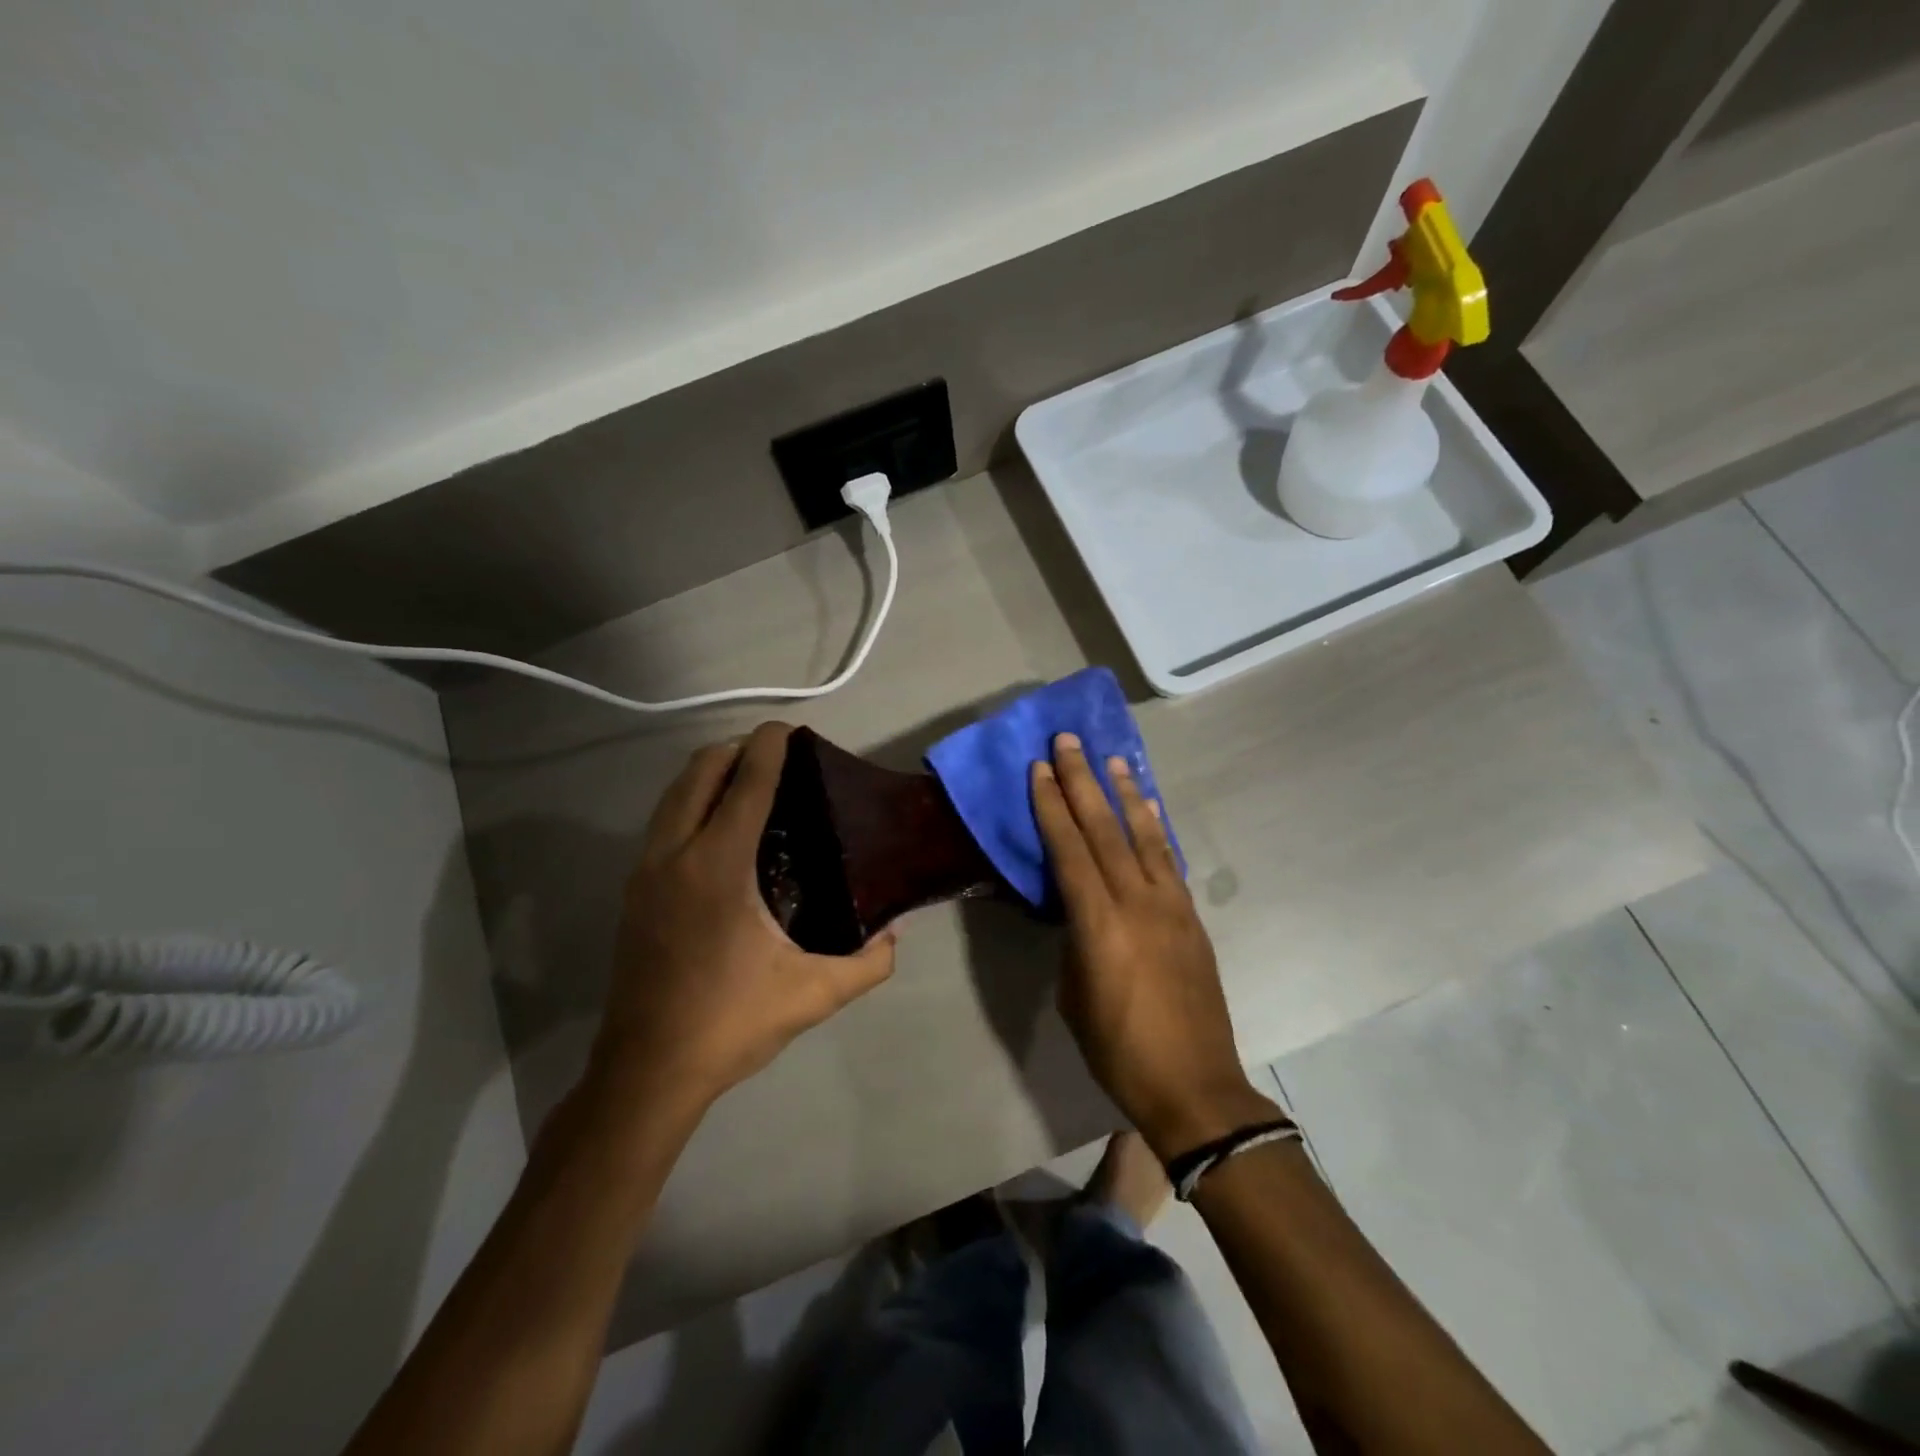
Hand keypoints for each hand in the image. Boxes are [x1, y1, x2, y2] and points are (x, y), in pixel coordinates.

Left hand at [588, 722, 895, 1118]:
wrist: (647, 1070)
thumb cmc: (730, 1022)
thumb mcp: (813, 994)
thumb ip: (867, 962)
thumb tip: (894, 934)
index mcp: (717, 865)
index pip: (746, 782)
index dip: (770, 746)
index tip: (791, 729)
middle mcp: (675, 854)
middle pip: (699, 771)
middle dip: (737, 750)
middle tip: (777, 758)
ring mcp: (645, 871)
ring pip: (673, 794)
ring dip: (709, 774)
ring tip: (749, 784)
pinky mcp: (633, 892)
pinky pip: (663, 822)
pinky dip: (691, 803)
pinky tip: (719, 832)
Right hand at [1032, 732, 1277, 1159]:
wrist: (1194, 1085)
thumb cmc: (1118, 1048)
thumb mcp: (1074, 994)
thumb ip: (1075, 939)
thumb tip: (1078, 909)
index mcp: (1099, 922)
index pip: (1069, 847)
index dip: (1052, 804)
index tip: (1040, 768)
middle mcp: (1136, 901)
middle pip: (1105, 828)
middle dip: (1083, 781)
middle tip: (1070, 741)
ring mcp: (1170, 906)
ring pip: (1143, 835)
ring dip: (1125, 794)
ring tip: (1113, 760)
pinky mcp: (1191, 918)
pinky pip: (1169, 860)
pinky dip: (1156, 828)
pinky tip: (1149, 810)